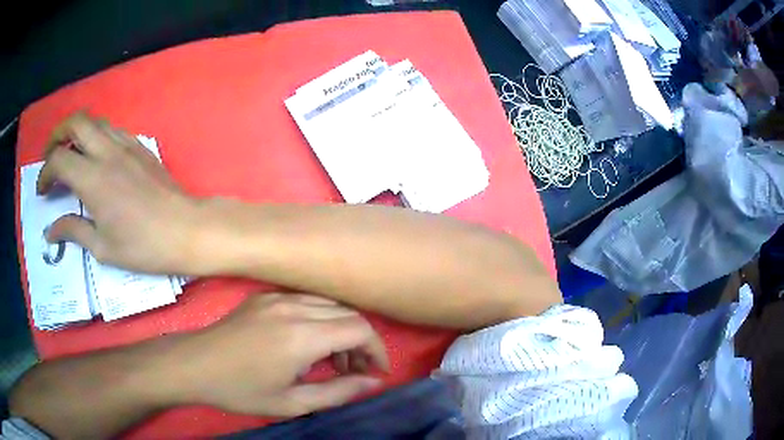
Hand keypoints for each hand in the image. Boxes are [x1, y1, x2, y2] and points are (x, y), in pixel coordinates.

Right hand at [37, 112, 197, 273]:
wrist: (186, 229)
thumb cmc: (143, 246)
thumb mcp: (102, 247)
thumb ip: (73, 231)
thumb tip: (50, 230)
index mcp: (92, 178)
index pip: (58, 160)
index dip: (45, 173)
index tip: (42, 191)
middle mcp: (106, 152)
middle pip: (76, 122)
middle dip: (57, 134)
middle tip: (50, 155)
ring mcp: (126, 144)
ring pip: (95, 122)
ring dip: (77, 132)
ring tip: (69, 154)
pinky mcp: (140, 146)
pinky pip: (112, 130)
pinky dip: (97, 135)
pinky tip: (95, 156)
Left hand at [166, 293, 388, 416]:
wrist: (194, 365)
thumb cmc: (241, 390)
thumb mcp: (292, 402)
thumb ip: (339, 392)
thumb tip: (373, 383)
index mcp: (301, 335)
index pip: (360, 329)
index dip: (376, 350)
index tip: (376, 373)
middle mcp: (293, 307)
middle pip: (348, 314)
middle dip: (361, 343)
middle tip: (355, 371)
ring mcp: (277, 298)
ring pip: (329, 306)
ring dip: (342, 330)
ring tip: (333, 360)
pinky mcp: (265, 297)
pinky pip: (306, 302)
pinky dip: (321, 320)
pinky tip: (308, 343)